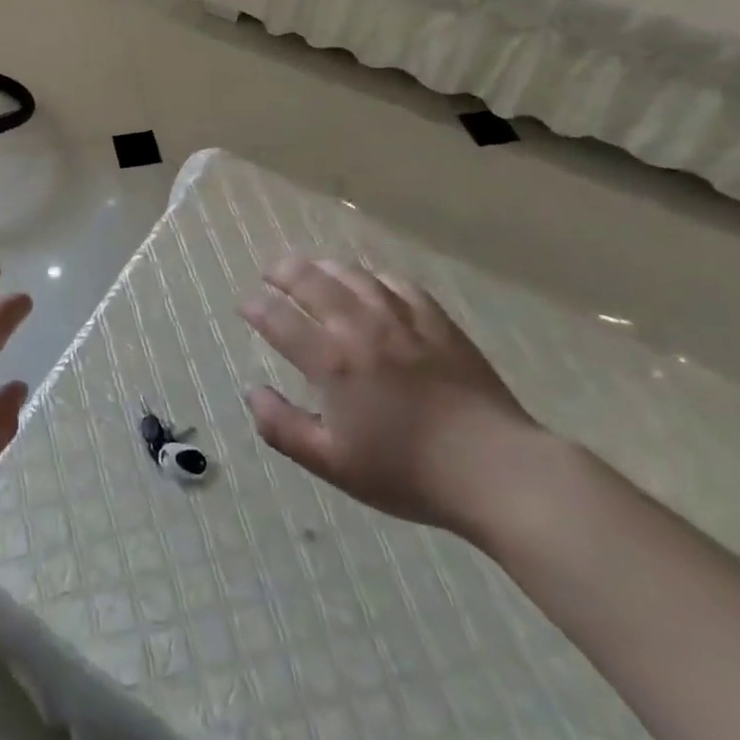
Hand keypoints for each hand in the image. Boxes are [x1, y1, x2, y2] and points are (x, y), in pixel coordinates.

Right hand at [240, 257, 541, 537]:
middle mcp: (360, 328)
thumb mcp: (333, 464)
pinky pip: (398, 283)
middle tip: (270, 272)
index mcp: (332, 362)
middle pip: (312, 282)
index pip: (279, 320)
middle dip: (283, 272)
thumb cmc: (407, 472)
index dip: (256, 307)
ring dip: (324, 266)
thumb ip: (284, 427)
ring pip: (353, 275)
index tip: (245, 304)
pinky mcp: (436, 320)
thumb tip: (252, 392)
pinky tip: (370, 281)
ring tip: (311, 267)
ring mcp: (401, 319)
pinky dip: (374, 276)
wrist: (493, 469)